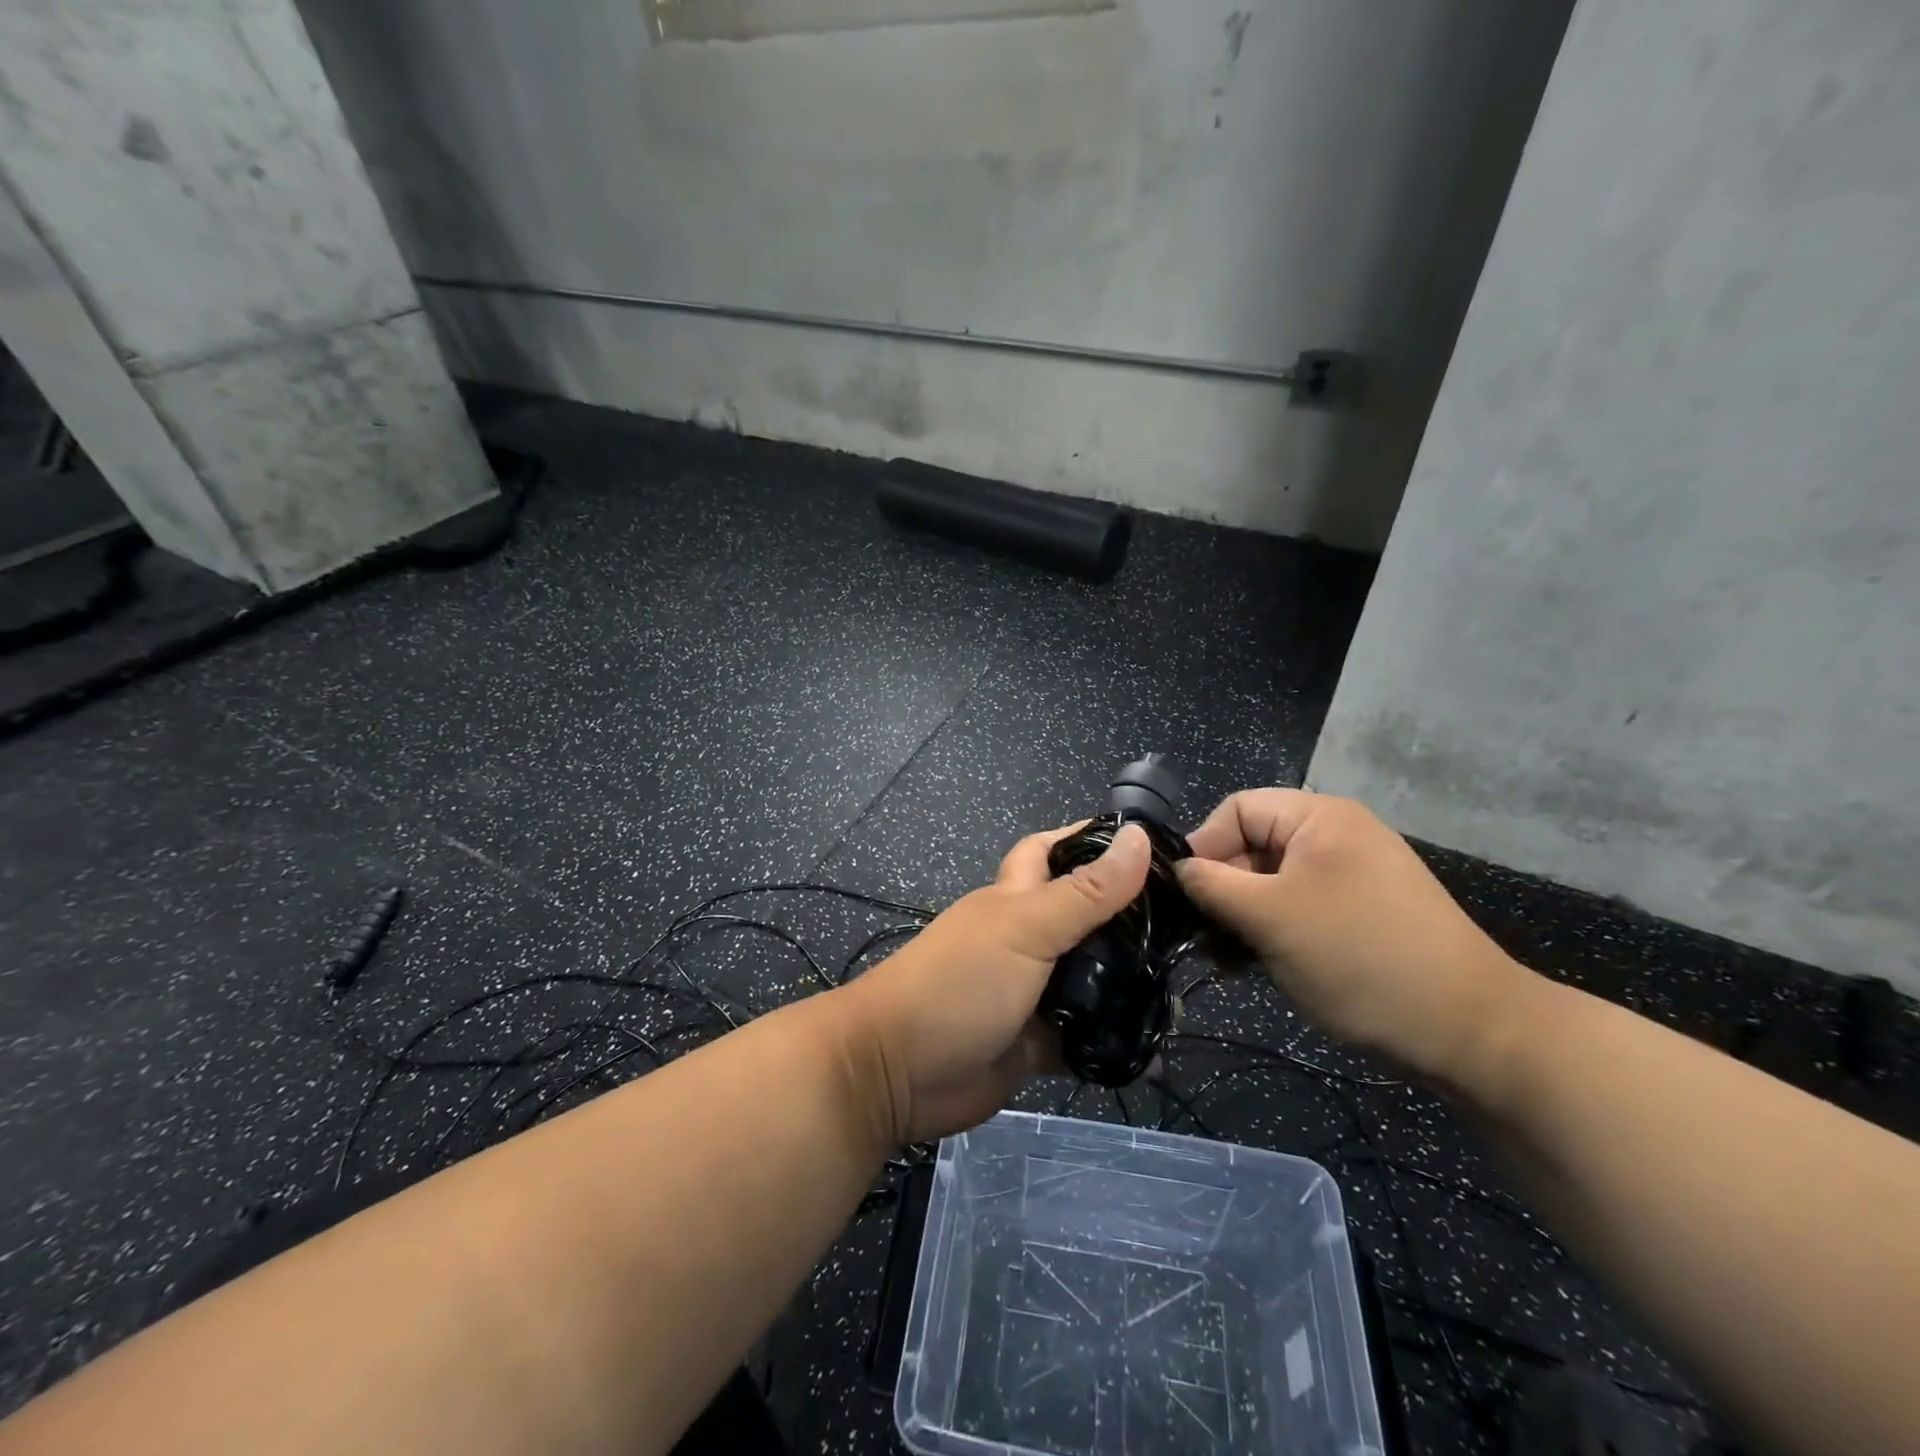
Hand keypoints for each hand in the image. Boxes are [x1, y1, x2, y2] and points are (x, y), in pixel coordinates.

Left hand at [842, 823, 1151, 1145]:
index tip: (1152, 844)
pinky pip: (1084, 1038)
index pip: (1056, 851)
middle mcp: (1027, 939)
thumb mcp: (1025, 929)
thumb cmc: (958, 983)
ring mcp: (1032, 992)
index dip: (1094, 840)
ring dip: (1128, 986)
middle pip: (1085, 918)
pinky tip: (1156, 1052)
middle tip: (1189, 929)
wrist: (896, 1072)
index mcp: (1017, 898)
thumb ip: (1085, 892)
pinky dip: (1113, 1043)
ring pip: (1090, 980)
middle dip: (1128, 920)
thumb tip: (1137, 835)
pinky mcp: (1036, 1043)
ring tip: (1182, 992)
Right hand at [1176, 789, 1530, 1084]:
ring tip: (1224, 959)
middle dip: (1221, 889)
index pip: (1236, 810)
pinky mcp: (1360, 914)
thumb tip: (1176, 869)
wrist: (1471, 1031)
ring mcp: (1351, 877)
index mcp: (1320, 818)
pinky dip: (1270, 930)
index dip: (1203, 847)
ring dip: (1241, 917)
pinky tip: (1253, 966)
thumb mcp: (1270, 918)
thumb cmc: (1358, 957)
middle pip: (1253, 846)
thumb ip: (1212, 886)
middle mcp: (1336, 836)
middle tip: (1201, 937)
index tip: (1183, 897)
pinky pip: (1298, 907)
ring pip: (1271, 882)